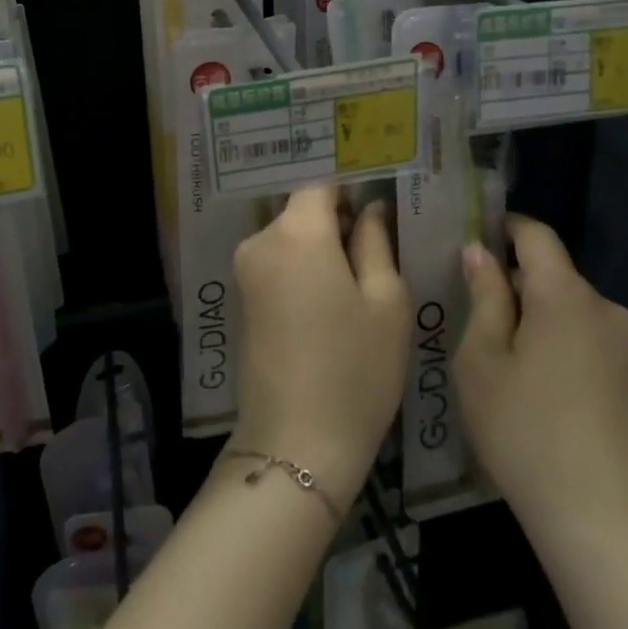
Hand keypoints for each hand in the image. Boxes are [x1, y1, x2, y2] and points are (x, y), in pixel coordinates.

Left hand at [231, 187, 411, 513]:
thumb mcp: (386, 302)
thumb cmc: (356, 369)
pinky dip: (302, 269)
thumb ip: (375, 242)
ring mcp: (245, 270)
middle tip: (375, 254)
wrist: (296, 443)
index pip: (321, 184)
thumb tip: (369, 208)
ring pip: (289, 237)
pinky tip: (328, 303)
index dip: (351, 193)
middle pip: (302, 210)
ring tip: (357, 283)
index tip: (378, 214)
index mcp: (297, 232)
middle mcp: (261, 240)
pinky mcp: (241, 299)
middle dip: (336, 222)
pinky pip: (277, 263)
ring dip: (319, 248)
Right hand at [456, 216, 627, 560]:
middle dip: (512, 283)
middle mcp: (606, 310)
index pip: (536, 235)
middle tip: (469, 312)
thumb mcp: (481, 361)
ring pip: (568, 310)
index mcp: (566, 296)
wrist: (606, 524)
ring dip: (534, 318)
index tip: (471, 237)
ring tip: (497, 358)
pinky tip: (535, 389)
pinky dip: (557, 345)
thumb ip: (484, 298)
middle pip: (552, 275)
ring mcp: (627, 347)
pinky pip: (587, 341)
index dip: (503, 227)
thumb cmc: (525, 433)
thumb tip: (480, 253)